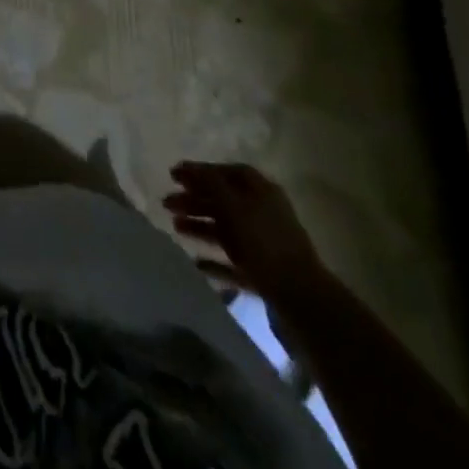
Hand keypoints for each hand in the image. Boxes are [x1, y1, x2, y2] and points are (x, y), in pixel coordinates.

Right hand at [165, 161, 325, 302]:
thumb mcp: (234, 205)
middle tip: (166, 203)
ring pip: (225, 231)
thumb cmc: (265, 242)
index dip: (200, 171)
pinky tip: (196, 263)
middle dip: (193, 200)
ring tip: (175, 228)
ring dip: (199, 226)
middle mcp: (263, 214)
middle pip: (223, 201)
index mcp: (261, 192)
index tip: (174, 175)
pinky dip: (214, 261)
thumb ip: (209, 184)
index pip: (227, 172)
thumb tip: (187, 168)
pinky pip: (233, 263)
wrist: (302, 300)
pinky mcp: (263, 275)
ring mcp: (264, 246)